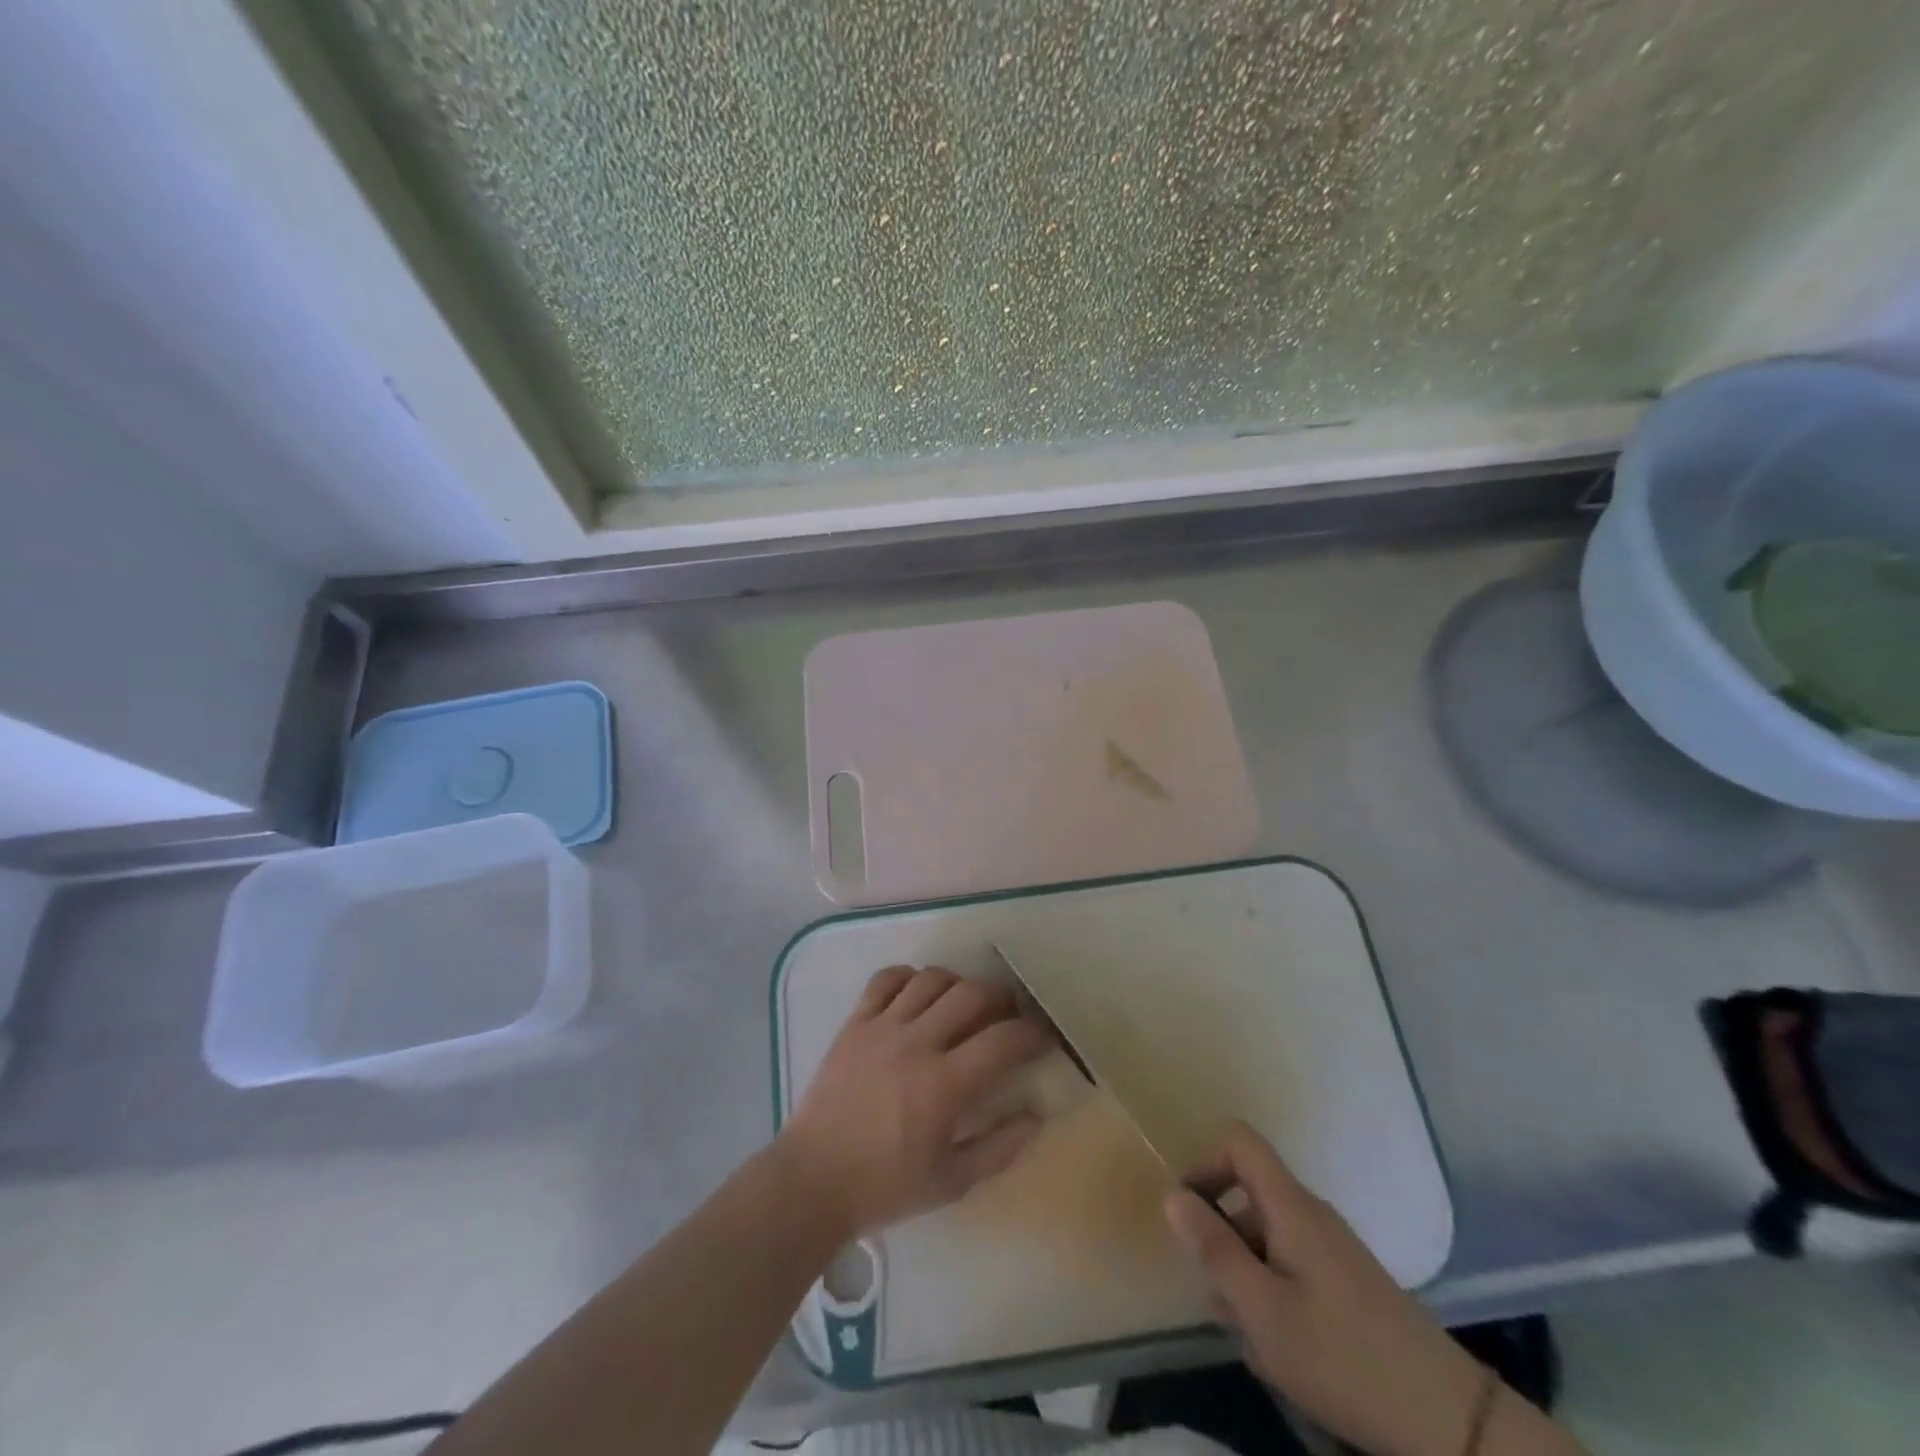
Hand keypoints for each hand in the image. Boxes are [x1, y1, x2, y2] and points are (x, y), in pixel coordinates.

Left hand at [778, 966, 1049, 1240]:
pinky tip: (918, 995)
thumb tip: (1036, 1114)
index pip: (1002, 1040)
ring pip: (931, 979)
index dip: (1031, 1034)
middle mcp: (916, 1044)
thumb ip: (1000, 1147)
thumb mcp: (952, 1182)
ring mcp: (882, 1028)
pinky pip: (886, 979)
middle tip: (1007, 1014)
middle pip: (971, 994)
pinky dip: (909, 978)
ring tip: (964, 1003)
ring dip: (957, 984)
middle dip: (1001, 998)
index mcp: (944, 1086)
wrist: (812, 1180)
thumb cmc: (885, 1186)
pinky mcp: (855, 1023)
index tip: (1041, 1038)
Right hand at [1165, 1122, 1488, 1455]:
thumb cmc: (1343, 1357)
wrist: (1450, 1421)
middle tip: (1215, 1297)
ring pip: (1268, 1237)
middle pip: (1249, 1194)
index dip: (1205, 1163)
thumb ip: (1214, 1249)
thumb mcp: (1263, 1310)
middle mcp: (1311, 1214)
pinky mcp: (1349, 1284)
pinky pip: (1292, 1266)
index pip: (1239, 1141)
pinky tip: (1280, 1351)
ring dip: (1245, 1274)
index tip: (1189, 1214)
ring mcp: (1333, 1249)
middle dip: (1221, 1237)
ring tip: (1247, 1338)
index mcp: (1290, 1206)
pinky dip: (1273, 1293)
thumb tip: (1172, 1195)